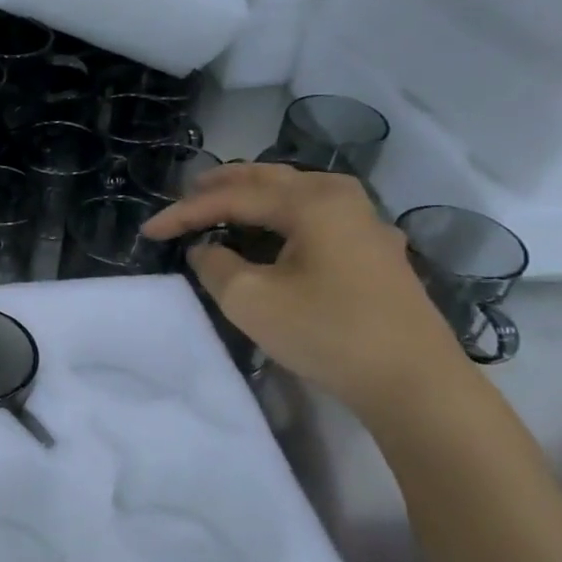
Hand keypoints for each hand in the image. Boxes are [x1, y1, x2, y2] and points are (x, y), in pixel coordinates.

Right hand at [141, 163, 465, 413]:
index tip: (148, 230)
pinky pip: (314, 216)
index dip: (184, 212)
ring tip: (219, 204)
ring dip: (252, 196)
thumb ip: (215, 265)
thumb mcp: (250, 300)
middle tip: (184, 193)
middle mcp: (342, 199)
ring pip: (294, 194)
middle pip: (269, 179)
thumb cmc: (327, 333)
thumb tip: (206, 249)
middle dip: (221, 185)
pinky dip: (279, 216)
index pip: (232, 197)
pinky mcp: (373, 251)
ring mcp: (364, 223)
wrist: (413, 382)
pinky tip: (267, 232)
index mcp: (312, 202)